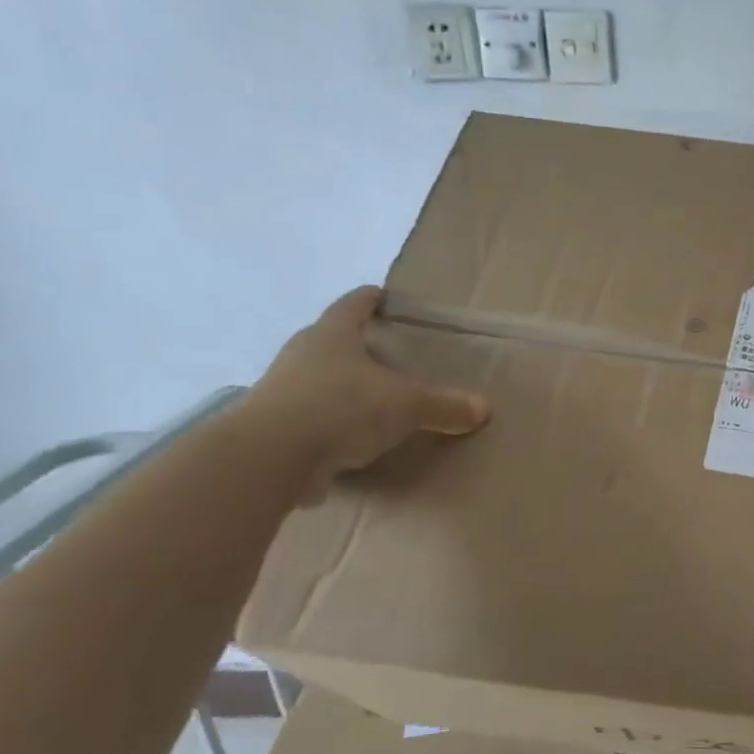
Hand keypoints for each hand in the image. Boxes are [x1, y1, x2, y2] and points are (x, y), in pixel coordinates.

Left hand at [242, 287, 489, 500]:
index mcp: (333, 335)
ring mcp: (282, 391)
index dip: (371, 299)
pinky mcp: (275, 428)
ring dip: (341, 387)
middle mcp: (303, 355)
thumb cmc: (341, 407)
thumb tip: (483, 408)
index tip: (384, 296)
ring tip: (372, 399)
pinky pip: (311, 418)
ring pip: (318, 379)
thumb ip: (444, 405)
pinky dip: (330, 424)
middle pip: (332, 341)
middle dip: (357, 345)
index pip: (353, 305)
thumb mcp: (406, 405)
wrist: (270, 457)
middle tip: (388, 354)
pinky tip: (350, 439)